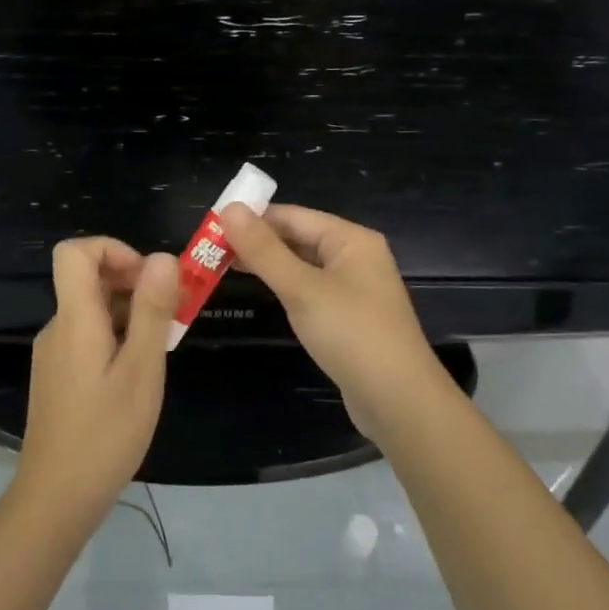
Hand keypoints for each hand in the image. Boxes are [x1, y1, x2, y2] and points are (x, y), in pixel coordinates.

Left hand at [16, 237, 177, 519]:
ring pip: (92, 309)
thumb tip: (163, 257)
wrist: (56, 498)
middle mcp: (58, 327)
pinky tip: (139, 372)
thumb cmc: (105, 434)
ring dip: (130, 312)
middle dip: (133, 282)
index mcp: (74, 319)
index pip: (74, 252)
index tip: (148, 277)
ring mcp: (54, 352)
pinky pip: (88, 335)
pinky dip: (117, 336)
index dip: (113, 249)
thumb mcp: (142, 371)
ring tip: (162, 346)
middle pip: (87, 278)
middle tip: (170, 314)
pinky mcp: (58, 375)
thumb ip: (152, 311)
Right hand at [220, 204, 455, 443]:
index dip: (252, 218)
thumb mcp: (302, 289)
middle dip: (257, 242)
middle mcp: (355, 256)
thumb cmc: (351, 334)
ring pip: (302, 265)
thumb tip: (228, 208)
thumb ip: (264, 250)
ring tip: (222, 266)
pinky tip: (261, 292)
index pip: (292, 215)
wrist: (399, 401)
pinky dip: (284, 287)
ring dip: (267, 264)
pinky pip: (310, 289)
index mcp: (351, 239)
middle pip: (299, 237)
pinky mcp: (348, 317)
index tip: (210, 225)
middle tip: (209, 249)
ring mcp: (354, 288)